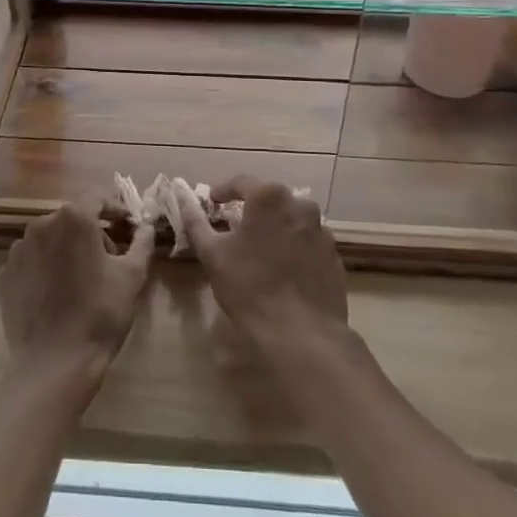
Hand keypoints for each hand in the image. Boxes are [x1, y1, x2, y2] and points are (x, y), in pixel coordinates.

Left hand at [0, 202, 151, 390]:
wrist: (54, 363)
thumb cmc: (100, 314)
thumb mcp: (132, 276)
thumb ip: (141, 243)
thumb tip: (145, 227)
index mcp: (73, 219)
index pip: (97, 198)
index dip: (115, 208)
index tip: (127, 225)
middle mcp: (41, 225)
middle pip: (72, 218)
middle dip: (91, 231)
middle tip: (109, 258)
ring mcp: (18, 250)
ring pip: (49, 239)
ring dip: (66, 249)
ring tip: (80, 279)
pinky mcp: (4, 275)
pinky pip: (30, 262)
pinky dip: (44, 269)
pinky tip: (56, 295)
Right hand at [180, 178, 348, 351]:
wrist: (301, 333)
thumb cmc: (250, 286)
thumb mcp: (212, 254)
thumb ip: (196, 222)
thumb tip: (183, 200)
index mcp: (270, 198)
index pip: (241, 182)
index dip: (223, 191)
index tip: (212, 202)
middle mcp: (300, 205)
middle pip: (270, 199)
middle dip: (252, 209)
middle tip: (235, 227)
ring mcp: (321, 231)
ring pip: (291, 220)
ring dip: (274, 228)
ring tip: (259, 250)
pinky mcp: (334, 256)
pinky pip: (307, 242)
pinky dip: (293, 248)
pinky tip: (282, 270)